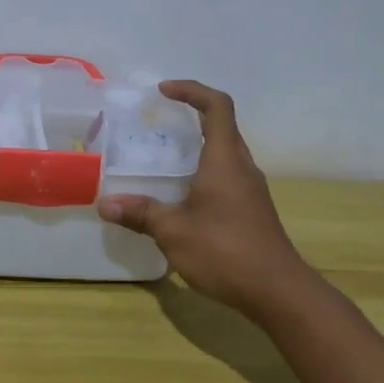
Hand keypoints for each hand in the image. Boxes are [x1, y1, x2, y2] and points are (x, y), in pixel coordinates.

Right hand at [97, 81, 307, 319]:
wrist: (278, 291)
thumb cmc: (225, 251)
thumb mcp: (173, 231)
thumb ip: (140, 213)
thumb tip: (105, 205)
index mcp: (225, 160)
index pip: (217, 106)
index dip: (191, 90)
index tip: (163, 91)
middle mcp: (241, 167)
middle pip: (221, 127)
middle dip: (190, 117)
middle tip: (156, 125)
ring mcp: (250, 190)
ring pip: (223, 154)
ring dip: (196, 148)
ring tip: (161, 159)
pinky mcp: (251, 210)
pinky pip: (225, 177)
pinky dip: (201, 173)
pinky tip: (179, 197)